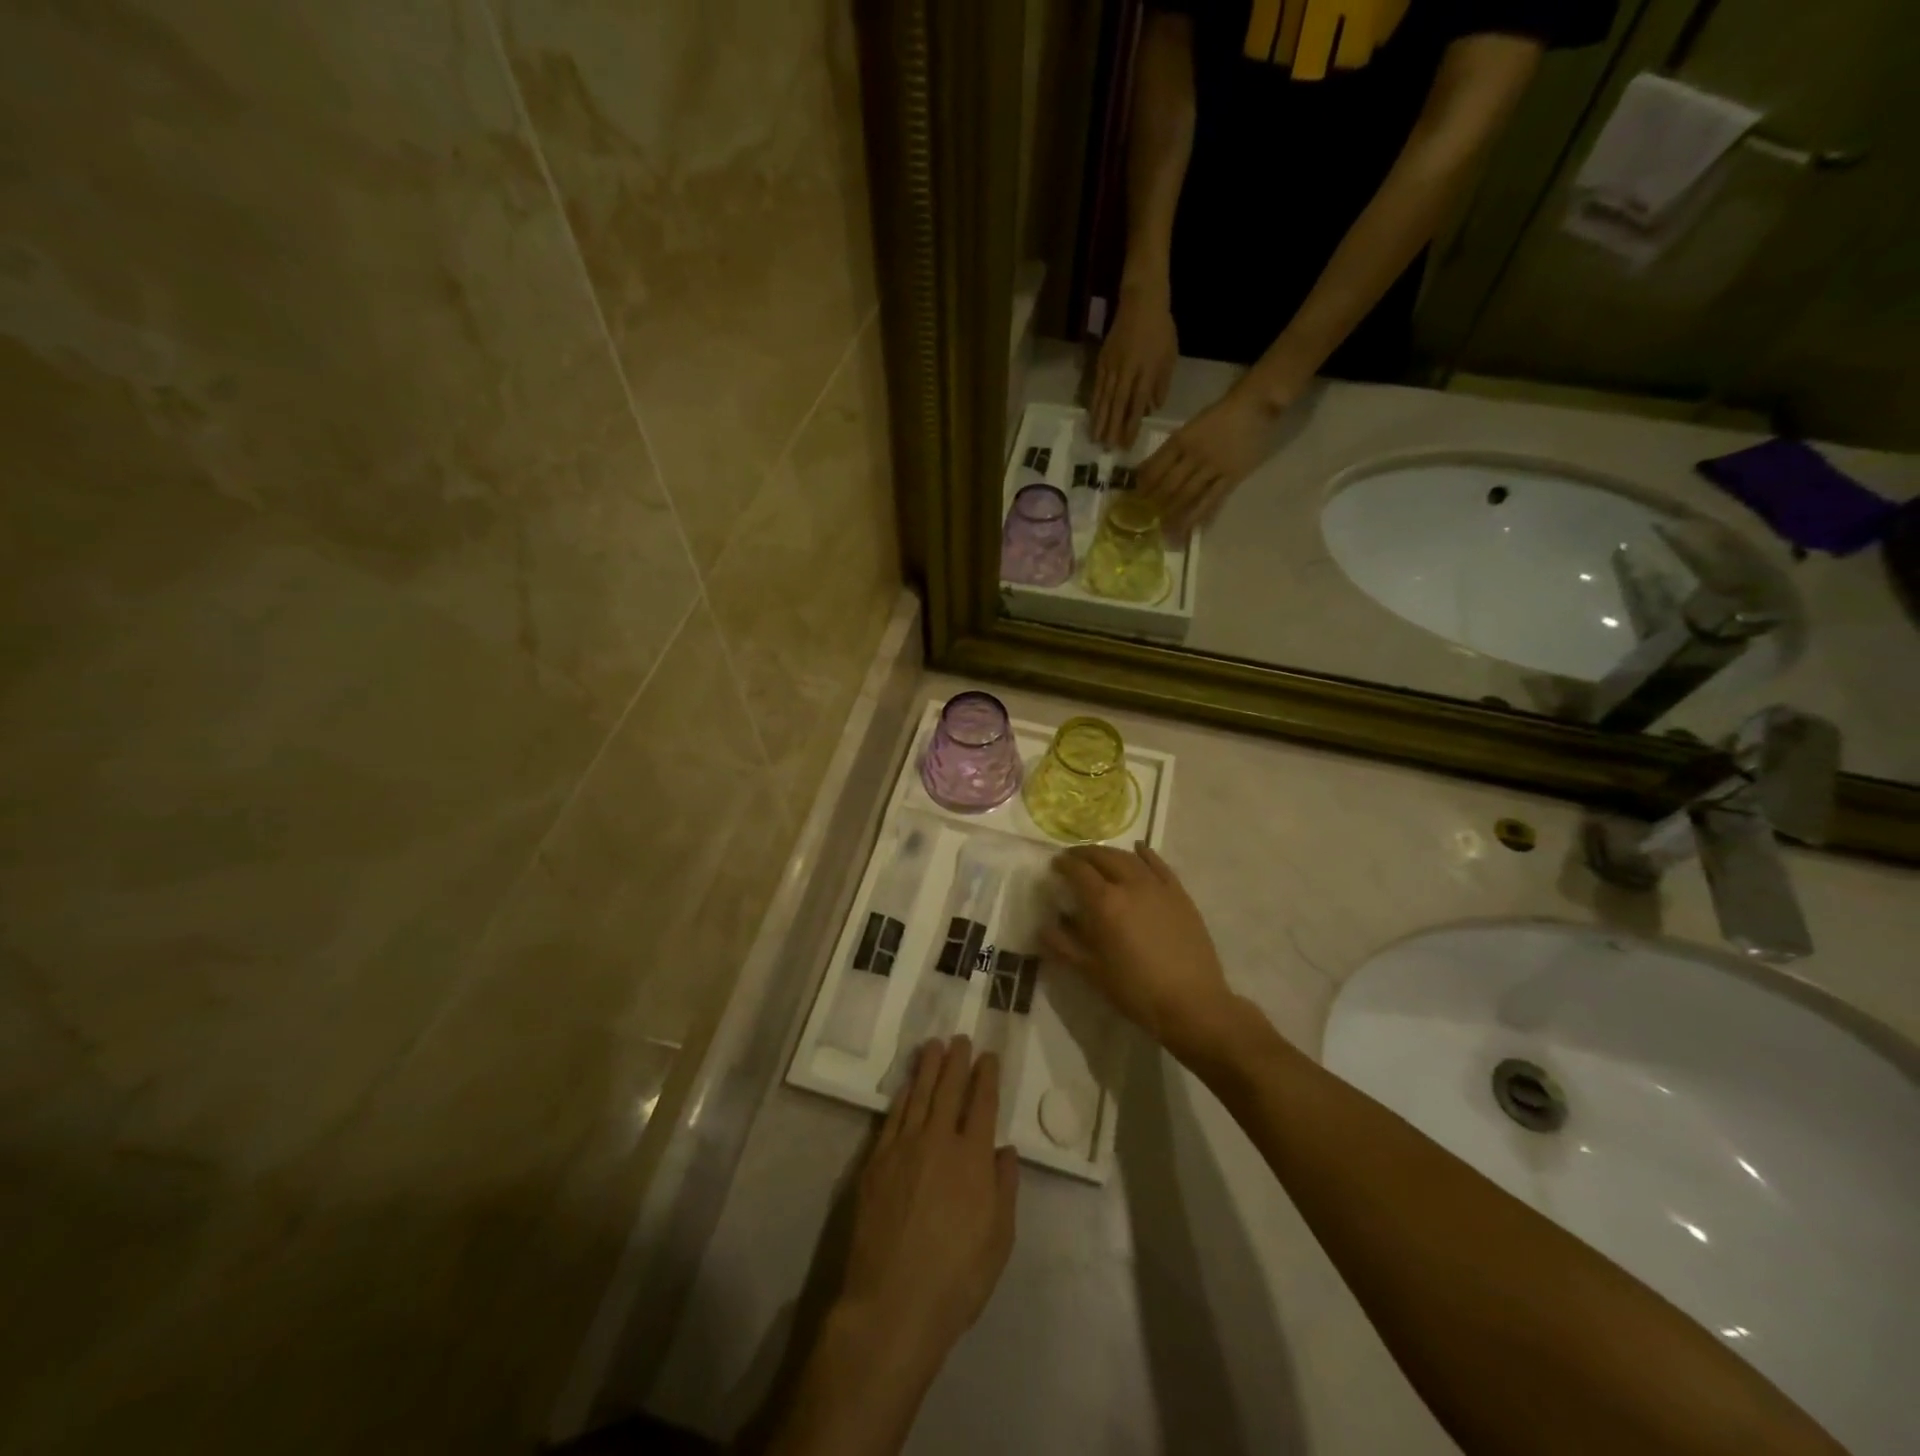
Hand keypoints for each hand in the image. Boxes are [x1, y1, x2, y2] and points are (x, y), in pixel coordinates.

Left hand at [837, 1036, 1017, 1377]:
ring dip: (928, 1068)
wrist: (892, 1303)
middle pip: (949, 1089)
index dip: (987, 1076)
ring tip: (933, 1046)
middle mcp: (938, 1142)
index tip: (989, 1056)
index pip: (983, 1104)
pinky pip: (893, 1118)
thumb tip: (1005, 1150)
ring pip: (919, 1096)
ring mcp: (903, 1148)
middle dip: (957, 1060)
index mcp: (973, 1159)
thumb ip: (1004, 1188)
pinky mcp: (876, 1162)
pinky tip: (908, 1086)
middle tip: (960, 1037)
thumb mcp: (999, 1240)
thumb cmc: (956, 1278)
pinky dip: (903, 1096)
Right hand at [1044, 843, 1239, 1065]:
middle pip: (1103, 857)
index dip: (1064, 864)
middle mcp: (1130, 885)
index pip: (1078, 871)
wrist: (1192, 1002)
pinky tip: (1139, 850)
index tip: (1055, 865)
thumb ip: (1064, 945)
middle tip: (1073, 858)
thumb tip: (1043, 926)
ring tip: (1100, 857)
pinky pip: (1159, 865)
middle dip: (1084, 854)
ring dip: (1110, 853)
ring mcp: (1158, 887)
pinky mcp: (1179, 894)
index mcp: (1105, 903)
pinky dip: (1145, 854)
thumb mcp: (1092, 972)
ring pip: (1129, 858)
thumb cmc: (1136, 990)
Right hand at [1090, 283, 1177, 449]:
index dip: (1131, 425)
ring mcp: (1112, 366)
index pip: (1137, 404)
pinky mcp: (1102, 361)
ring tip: (1096, 438)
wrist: (1141, 301)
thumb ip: (1161, 383)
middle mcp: (1127, 371)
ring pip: (1105, 398)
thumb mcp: (1169, 355)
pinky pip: (1098, 387)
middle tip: (1107, 448)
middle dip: (1112, 428)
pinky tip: (1092, 416)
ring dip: (1100, 420)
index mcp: (1146, 371)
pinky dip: (1094, 403)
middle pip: (1118, 405)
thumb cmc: (1160, 329)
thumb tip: (1152, 408)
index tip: (1127, 444)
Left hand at [1136, 382, 1284, 535]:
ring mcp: (1214, 467)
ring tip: (1162, 530)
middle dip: (1154, 504)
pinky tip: (1189, 527)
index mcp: (1181, 439)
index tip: (1133, 498)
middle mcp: (1194, 455)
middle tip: (1143, 520)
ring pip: (1188, 496)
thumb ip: (1173, 448)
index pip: (1156, 466)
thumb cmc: (1220, 414)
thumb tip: (1149, 470)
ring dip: (1173, 514)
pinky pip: (1212, 500)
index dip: (1143, 485)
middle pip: (1169, 485)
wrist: (1255, 405)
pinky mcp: (1232, 477)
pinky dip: (1199, 515)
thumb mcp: (1191, 426)